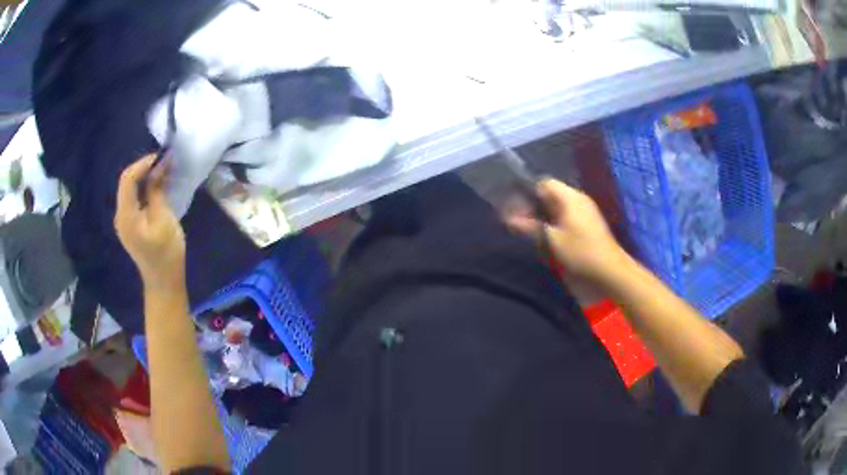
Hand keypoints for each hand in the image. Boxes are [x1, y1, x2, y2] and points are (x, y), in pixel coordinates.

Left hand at [114, 155, 185, 291]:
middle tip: (165, 162)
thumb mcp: (164, 219)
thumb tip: (159, 166)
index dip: (143, 163)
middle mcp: (120, 215)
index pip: (128, 179)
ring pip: (131, 188)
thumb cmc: (166, 253)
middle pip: (127, 182)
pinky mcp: (131, 223)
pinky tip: (158, 186)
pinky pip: (134, 198)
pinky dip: (145, 188)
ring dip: (146, 177)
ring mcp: (124, 220)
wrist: (164, 282)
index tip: (163, 157)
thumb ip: (157, 191)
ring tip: (164, 171)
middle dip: (145, 168)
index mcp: (126, 215)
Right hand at [506, 179, 630, 285]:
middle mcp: (578, 200)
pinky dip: (554, 226)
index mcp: (570, 197)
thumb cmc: (581, 252)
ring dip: (543, 218)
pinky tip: (547, 239)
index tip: (515, 208)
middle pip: (550, 195)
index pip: (544, 183)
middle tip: (519, 223)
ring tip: (530, 232)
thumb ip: (530, 227)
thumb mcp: (552, 240)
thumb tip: (508, 218)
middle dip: (534, 207)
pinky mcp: (587, 227)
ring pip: (557, 208)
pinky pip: (565, 219)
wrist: (610, 272)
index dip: (528, 193)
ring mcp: (584, 213)